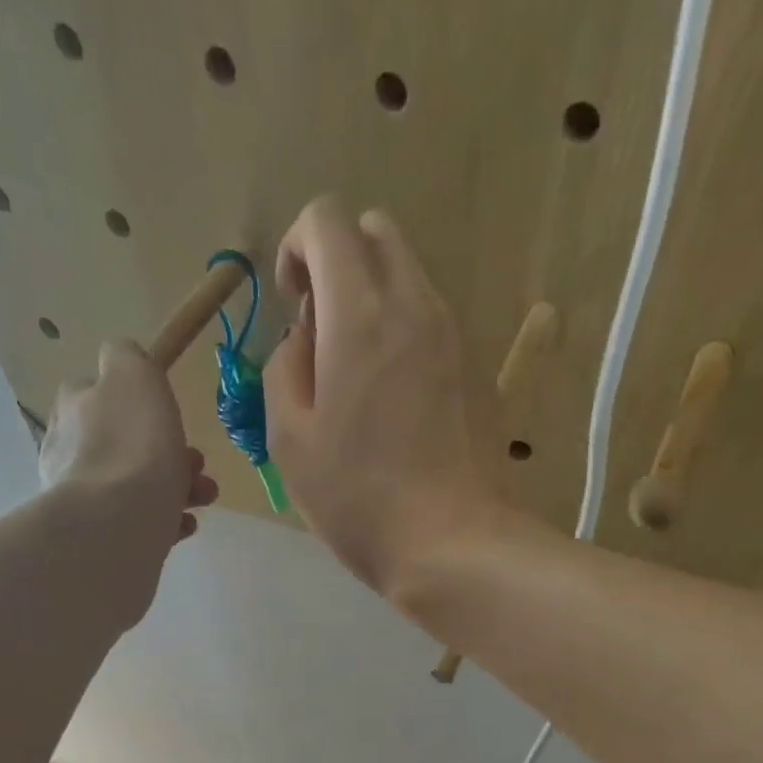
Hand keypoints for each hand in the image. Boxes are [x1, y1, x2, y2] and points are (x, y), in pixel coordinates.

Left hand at [38, 341, 217, 622]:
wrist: (118, 525)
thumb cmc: (134, 445)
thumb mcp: (133, 374)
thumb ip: (126, 356)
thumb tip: (120, 358)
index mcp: (73, 408)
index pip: (100, 393)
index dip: (141, 403)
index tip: (172, 417)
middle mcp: (69, 451)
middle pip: (126, 444)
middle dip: (169, 452)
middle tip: (198, 463)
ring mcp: (82, 499)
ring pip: (136, 485)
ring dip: (176, 487)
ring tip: (204, 498)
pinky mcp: (99, 537)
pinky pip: (138, 523)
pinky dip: (164, 522)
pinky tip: (184, 526)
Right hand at [263, 198, 496, 596]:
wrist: (453, 543)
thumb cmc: (359, 499)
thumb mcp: (290, 440)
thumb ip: (284, 367)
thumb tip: (304, 337)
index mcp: (358, 314)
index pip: (327, 219)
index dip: (297, 248)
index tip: (292, 306)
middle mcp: (414, 305)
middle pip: (376, 232)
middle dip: (339, 262)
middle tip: (323, 334)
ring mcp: (455, 335)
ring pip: (410, 276)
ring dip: (374, 300)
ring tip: (359, 376)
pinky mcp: (478, 369)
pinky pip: (434, 321)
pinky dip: (406, 333)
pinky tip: (397, 401)